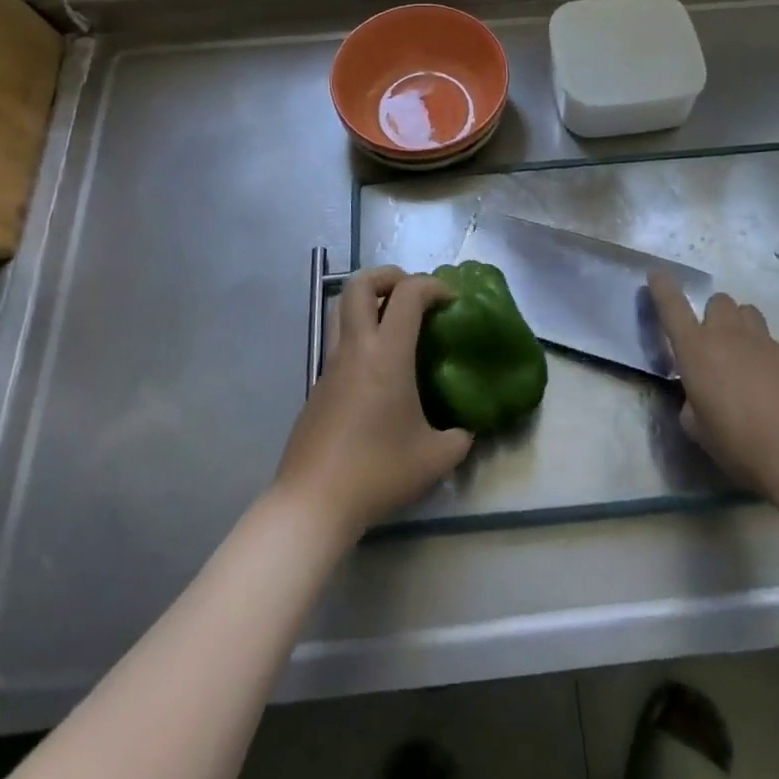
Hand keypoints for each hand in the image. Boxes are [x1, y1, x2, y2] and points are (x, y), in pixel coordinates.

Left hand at [273, 267, 472, 538]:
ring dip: (369, 300)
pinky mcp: (318, 385)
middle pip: (360, 284)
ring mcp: (331, 364)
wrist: (313, 502)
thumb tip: (466, 431)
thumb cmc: (377, 472)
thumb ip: (458, 438)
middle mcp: (356, 348)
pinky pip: (339, 341)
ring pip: (342, 308)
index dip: (433, 285)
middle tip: (413, 293)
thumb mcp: (435, 459)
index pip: (408, 294)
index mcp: (387, 354)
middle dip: (389, 276)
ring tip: (395, 320)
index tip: (451, 302)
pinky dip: (360, 335)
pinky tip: (379, 369)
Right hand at [648, 272, 778, 495]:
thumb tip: (698, 397)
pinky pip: (773, 344)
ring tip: (743, 357)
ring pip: (748, 313)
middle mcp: (728, 335)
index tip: (657, 274)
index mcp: (696, 349)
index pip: (672, 307)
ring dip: (740, 326)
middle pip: (719, 302)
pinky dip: (767, 356)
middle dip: (713, 315)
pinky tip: (773, 387)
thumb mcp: (699, 429)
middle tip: (715, 344)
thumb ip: (692, 404)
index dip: (662, 288)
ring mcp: (765, 342)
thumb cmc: (739, 442)